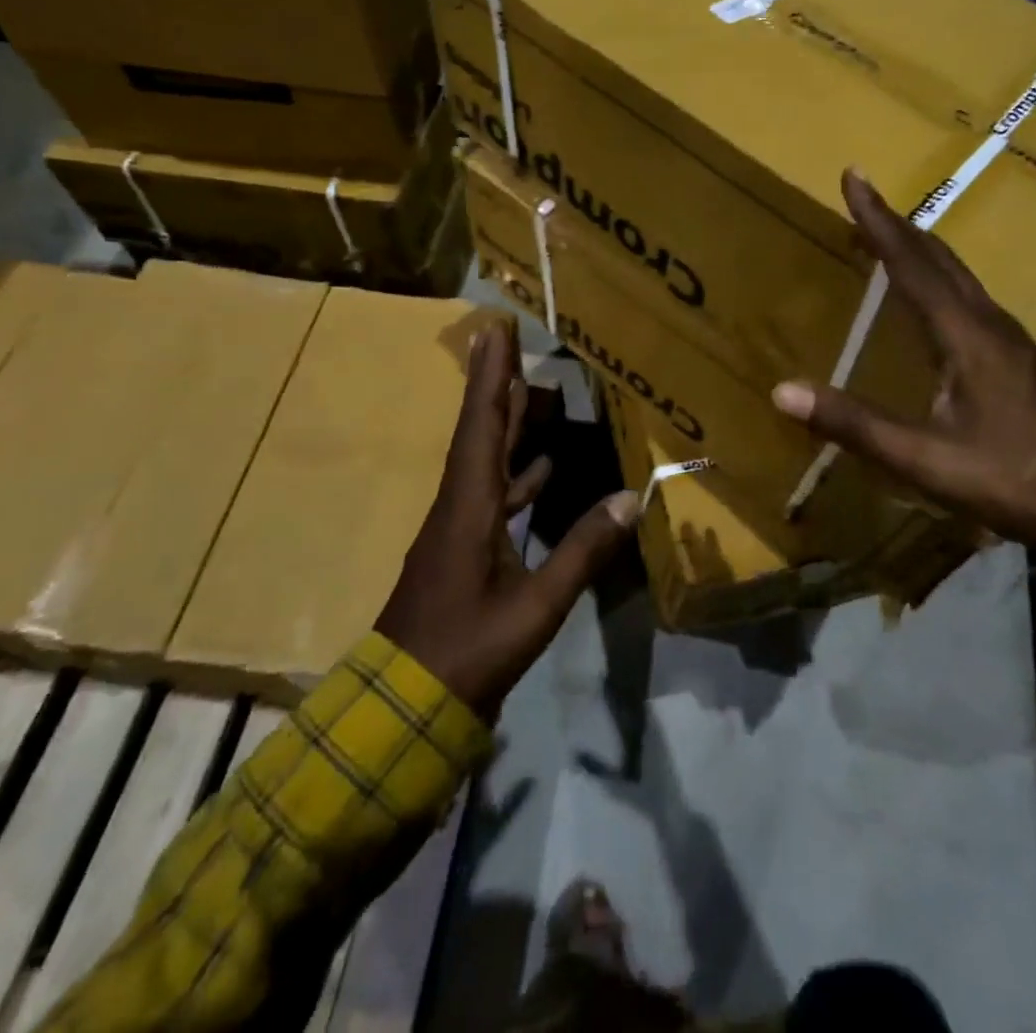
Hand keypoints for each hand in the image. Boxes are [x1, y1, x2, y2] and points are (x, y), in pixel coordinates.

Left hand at [375, 319, 639, 719]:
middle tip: (510, 341)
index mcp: (469, 507)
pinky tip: (541, 470)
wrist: (404, 705)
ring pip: (485, 460)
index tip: (492, 330)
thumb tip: (631, 499)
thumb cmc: (468, 650)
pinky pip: (492, 493)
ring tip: (533, 392)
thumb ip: (583, 551)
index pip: (481, 426)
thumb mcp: (535, 606)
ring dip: (506, 423)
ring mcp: (457, 528)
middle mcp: (459, 505)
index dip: (489, 376)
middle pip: (480, 431)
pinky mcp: (462, 549)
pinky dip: (516, 473)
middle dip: (495, 384)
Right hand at [772, 169, 1035, 593]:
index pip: (912, 264)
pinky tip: (933, 299)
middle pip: (939, 259)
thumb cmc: (1008, 481)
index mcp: (966, 335)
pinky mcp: (1017, 361)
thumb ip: (853, 423)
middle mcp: (990, 325)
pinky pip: (969, 299)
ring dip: (920, 250)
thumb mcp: (922, 458)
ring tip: (889, 238)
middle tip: (863, 200)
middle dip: (898, 226)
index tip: (853, 178)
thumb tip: (782, 391)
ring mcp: (1010, 341)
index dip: (878, 222)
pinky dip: (939, 279)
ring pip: (959, 276)